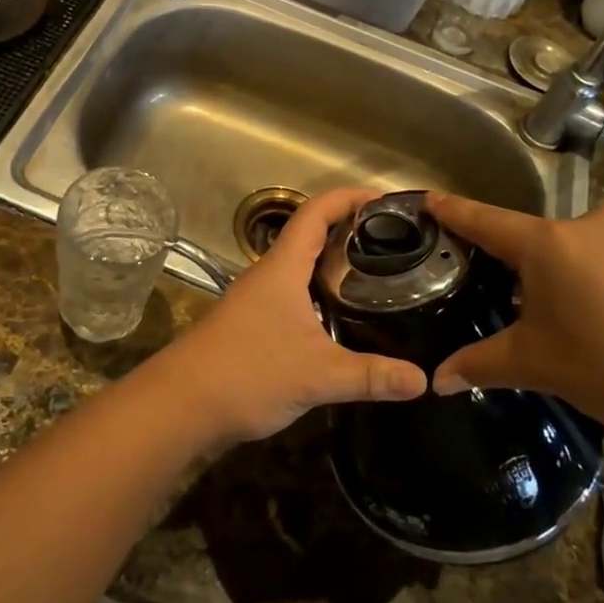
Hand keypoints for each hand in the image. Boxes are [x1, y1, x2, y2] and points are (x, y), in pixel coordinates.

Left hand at [142, 188, 426, 445]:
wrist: (181, 405)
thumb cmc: (247, 373)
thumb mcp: (317, 375)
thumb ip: (371, 376)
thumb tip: (423, 380)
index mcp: (282, 268)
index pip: (316, 212)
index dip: (349, 198)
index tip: (386, 200)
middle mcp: (269, 275)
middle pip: (311, 235)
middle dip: (351, 231)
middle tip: (395, 242)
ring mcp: (257, 300)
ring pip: (302, 268)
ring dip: (335, 265)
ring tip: (378, 276)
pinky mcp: (253, 325)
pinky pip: (295, 295)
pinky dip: (322, 295)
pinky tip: (343, 319)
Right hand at [424, 194, 603, 447]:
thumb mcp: (538, 366)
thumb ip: (481, 365)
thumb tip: (435, 382)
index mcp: (549, 245)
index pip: (487, 221)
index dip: (455, 211)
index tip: (430, 197)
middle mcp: (591, 225)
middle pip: (540, 242)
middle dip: (528, 271)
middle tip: (529, 314)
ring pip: (586, 250)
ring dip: (576, 278)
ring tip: (589, 327)